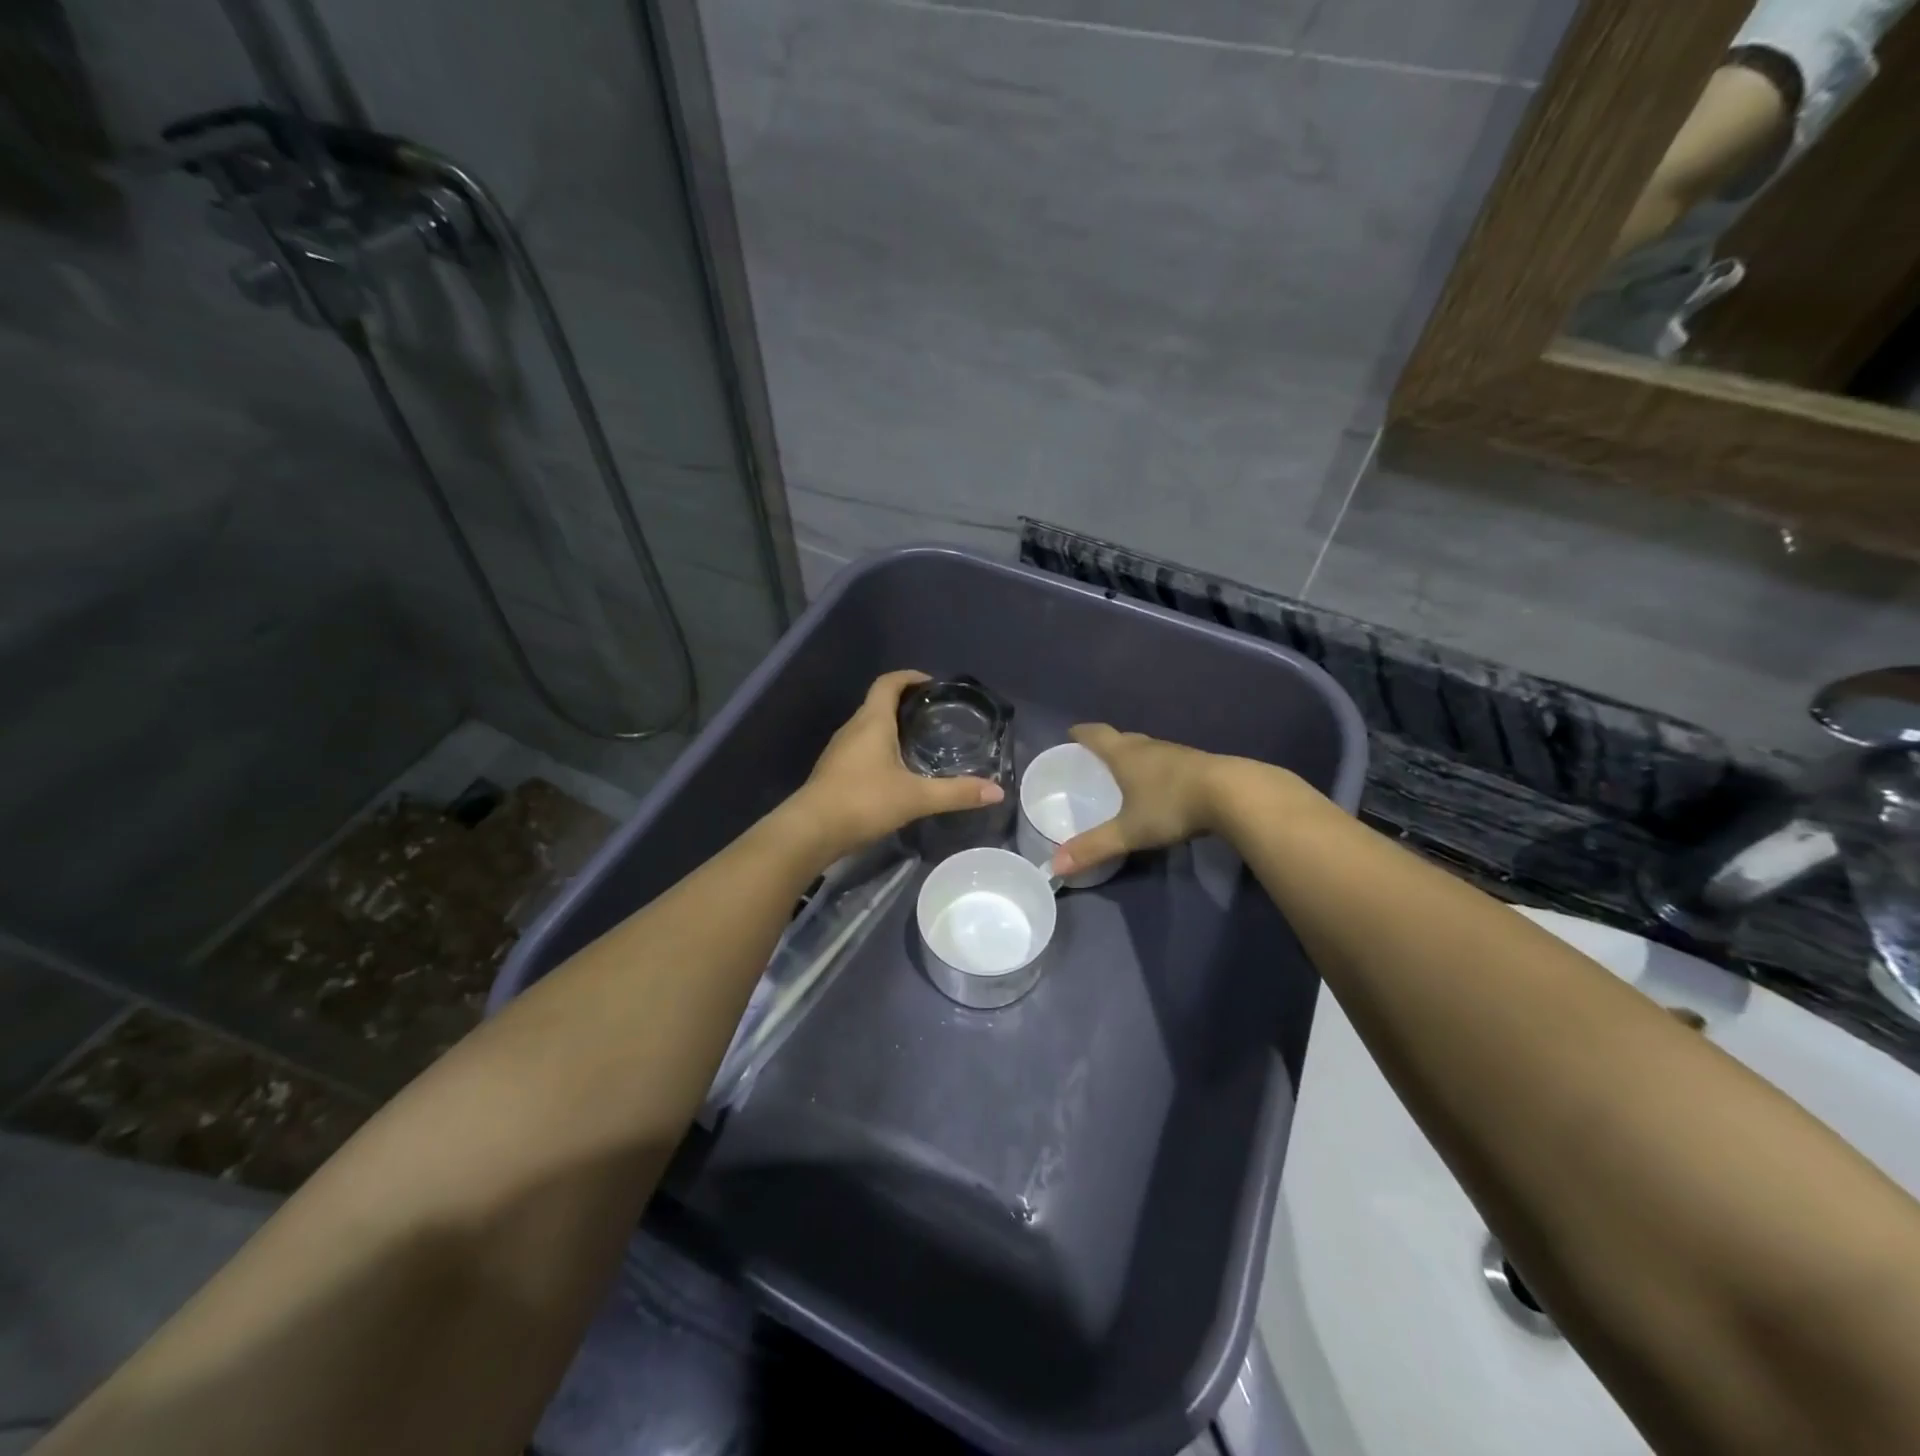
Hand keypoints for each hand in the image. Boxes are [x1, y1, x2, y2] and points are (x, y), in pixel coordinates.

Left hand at [792, 670, 1004, 857]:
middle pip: (879, 703)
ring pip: (869, 727)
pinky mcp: (834, 771)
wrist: (811, 831)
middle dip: (906, 704)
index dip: (910, 677)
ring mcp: (840, 750)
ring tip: (921, 742)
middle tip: (936, 716)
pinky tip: (897, 771)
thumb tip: (997, 791)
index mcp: (872, 722)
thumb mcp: (915, 797)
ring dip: (892, 728)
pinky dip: (881, 749)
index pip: (889, 683)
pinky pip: (862, 748)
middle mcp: (853, 728)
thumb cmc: (863, 801)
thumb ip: (956, 793)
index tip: (933, 684)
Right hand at [1051, 724, 1223, 875]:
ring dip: (1135, 757)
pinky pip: (1169, 762)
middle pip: (1123, 739)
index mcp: (1125, 755)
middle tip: (1095, 757)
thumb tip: (1055, 866)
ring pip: (1148, 750)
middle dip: (1107, 745)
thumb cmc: (1171, 805)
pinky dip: (1157, 770)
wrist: (1233, 795)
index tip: (1071, 733)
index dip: (1082, 733)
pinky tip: (1161, 787)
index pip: (1097, 735)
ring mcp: (1177, 754)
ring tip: (1125, 772)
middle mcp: (1149, 747)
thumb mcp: (1129, 831)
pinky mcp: (1199, 765)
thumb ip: (1094, 847)